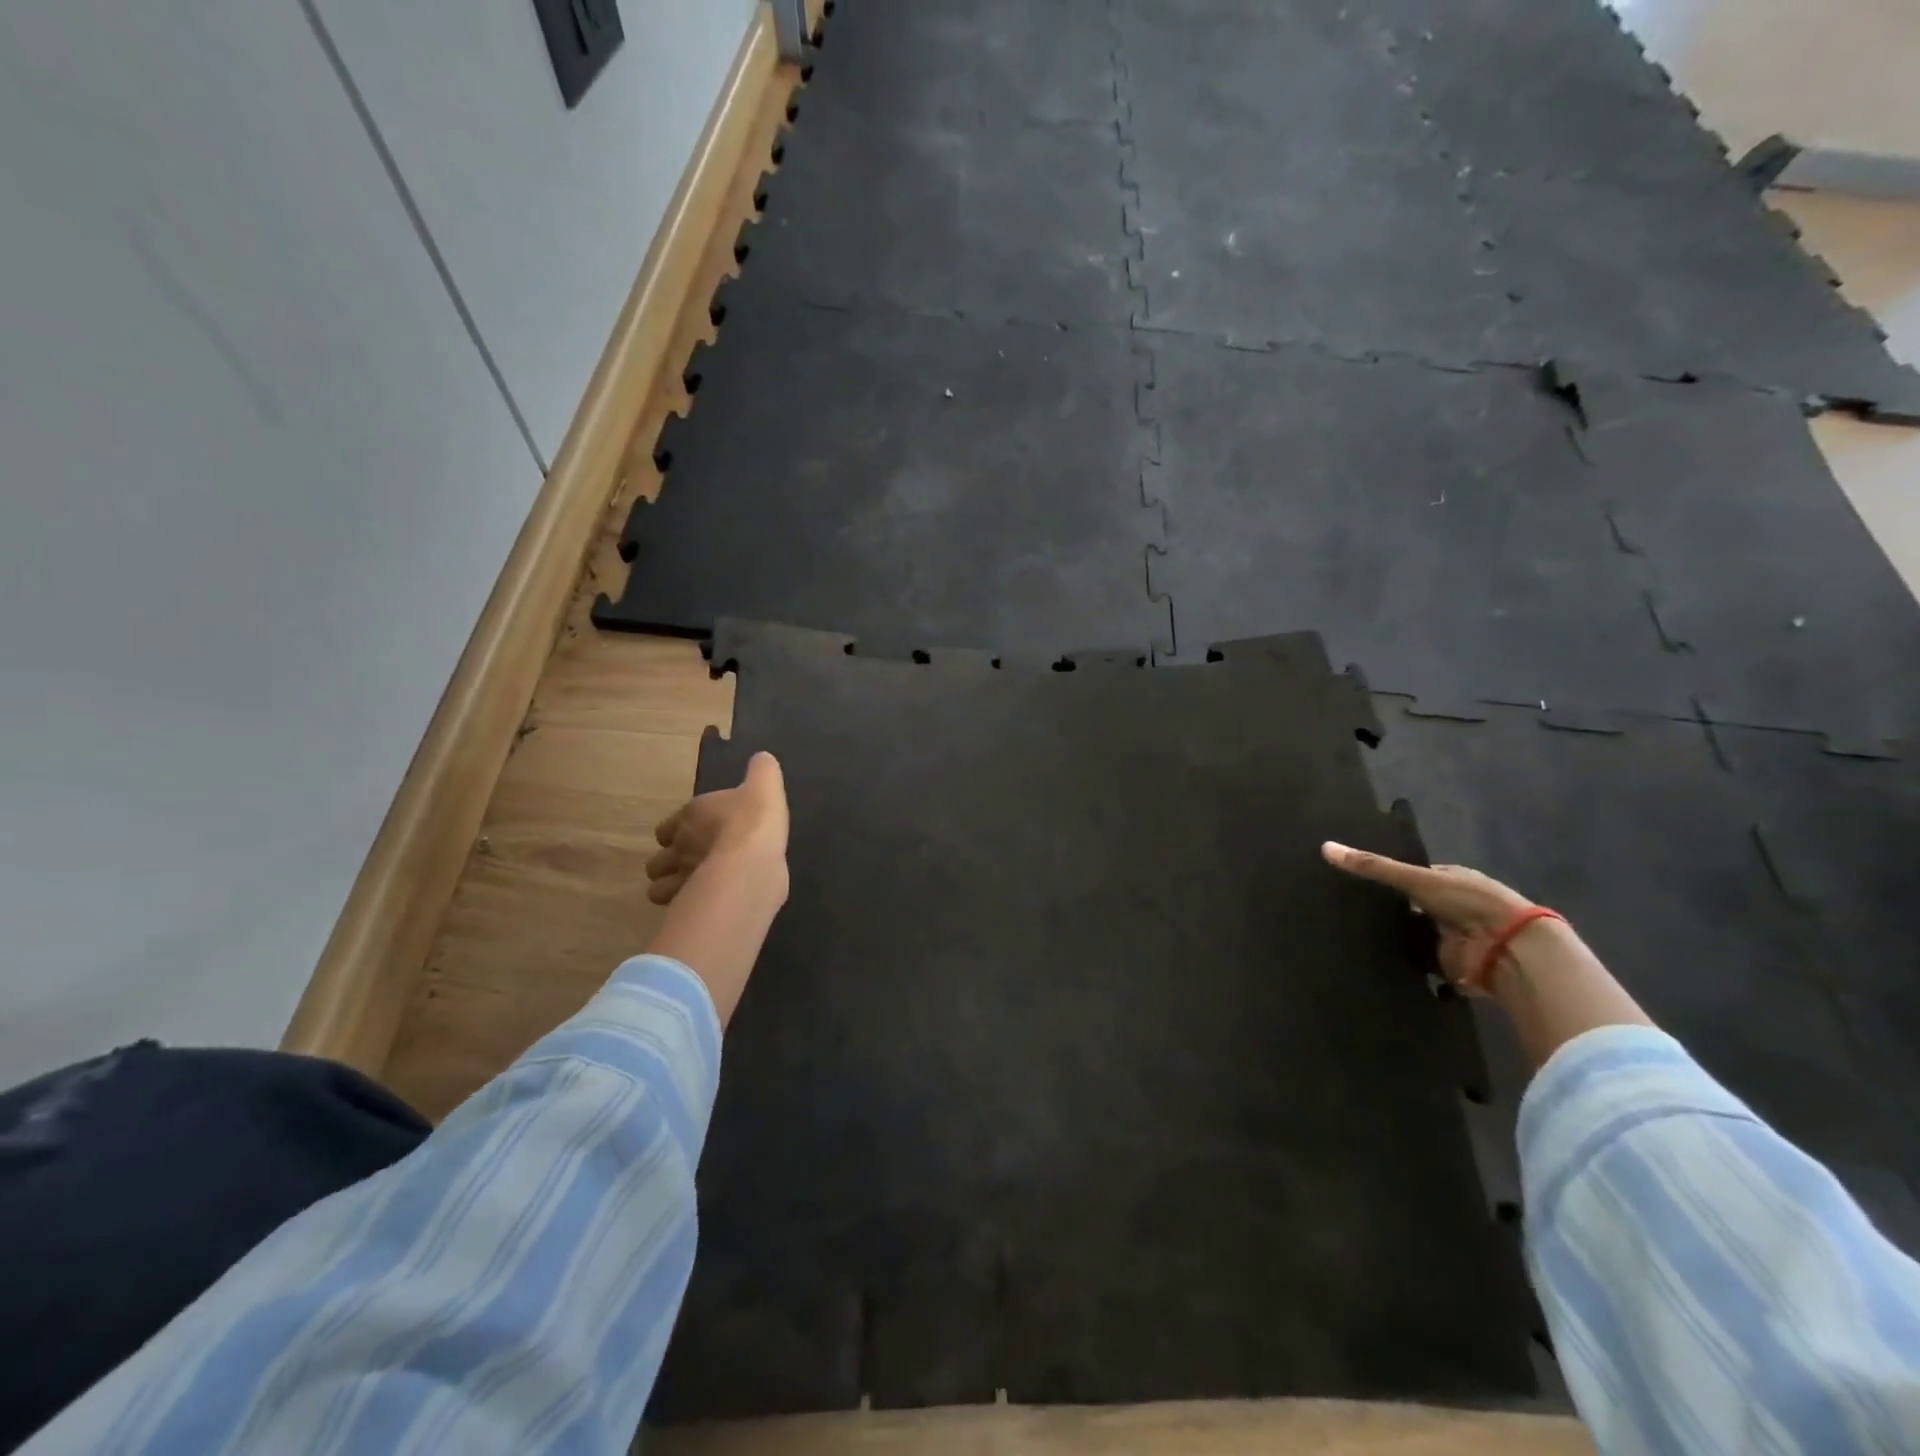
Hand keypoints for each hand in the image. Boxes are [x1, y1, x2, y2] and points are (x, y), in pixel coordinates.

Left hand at [647, 752, 789, 905]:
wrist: (752, 863)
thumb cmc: (754, 821)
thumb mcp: (766, 786)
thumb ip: (762, 771)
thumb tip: (762, 758)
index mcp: (690, 816)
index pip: (667, 827)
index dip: (676, 832)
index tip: (692, 836)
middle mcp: (679, 847)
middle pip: (658, 861)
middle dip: (669, 864)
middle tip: (692, 866)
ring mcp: (681, 878)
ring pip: (658, 888)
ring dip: (671, 888)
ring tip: (693, 889)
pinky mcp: (691, 903)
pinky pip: (679, 907)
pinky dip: (686, 906)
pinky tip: (705, 904)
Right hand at [1321, 842, 1535, 988]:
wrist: (1509, 951)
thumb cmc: (1467, 902)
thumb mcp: (1416, 878)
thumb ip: (1372, 867)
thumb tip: (1324, 847)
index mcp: (1451, 879)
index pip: (1412, 875)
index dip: (1387, 877)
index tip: (1354, 880)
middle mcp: (1452, 906)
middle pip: (1411, 906)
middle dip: (1387, 909)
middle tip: (1344, 907)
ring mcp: (1451, 936)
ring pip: (1412, 933)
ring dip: (1392, 936)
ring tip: (1347, 931)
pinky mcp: (1448, 964)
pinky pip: (1416, 960)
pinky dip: (1400, 960)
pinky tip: (1368, 956)